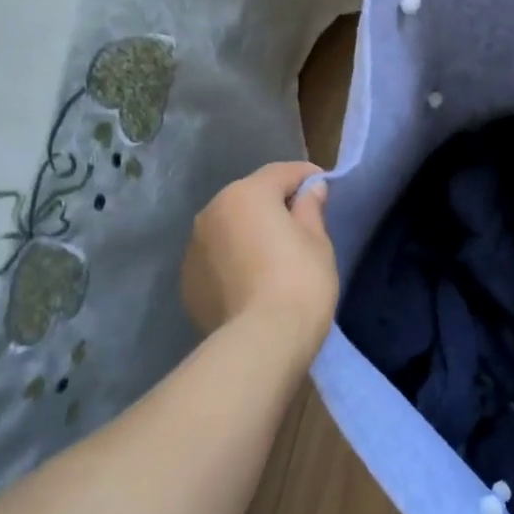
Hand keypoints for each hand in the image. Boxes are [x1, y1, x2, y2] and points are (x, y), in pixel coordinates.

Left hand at [181, 161, 337, 350]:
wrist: (262, 341)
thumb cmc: (300, 281)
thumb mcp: (317, 240)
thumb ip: (311, 208)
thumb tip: (310, 190)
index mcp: (246, 194)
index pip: (281, 172)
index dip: (307, 177)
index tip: (325, 188)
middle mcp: (211, 212)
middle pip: (249, 197)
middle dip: (274, 204)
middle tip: (301, 224)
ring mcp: (194, 248)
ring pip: (229, 228)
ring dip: (249, 232)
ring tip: (274, 256)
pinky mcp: (188, 281)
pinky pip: (217, 258)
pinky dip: (234, 260)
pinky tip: (253, 281)